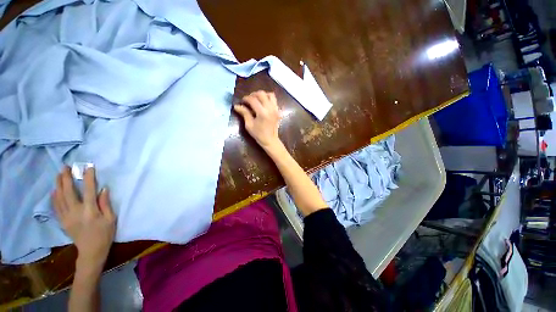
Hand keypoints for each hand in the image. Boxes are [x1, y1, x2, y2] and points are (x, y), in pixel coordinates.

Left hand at [52, 166, 115, 269]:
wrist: (91, 251)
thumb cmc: (105, 234)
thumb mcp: (111, 219)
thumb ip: (105, 204)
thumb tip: (103, 189)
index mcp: (90, 210)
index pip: (88, 190)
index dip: (88, 177)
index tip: (88, 167)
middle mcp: (75, 211)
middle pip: (68, 191)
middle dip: (66, 178)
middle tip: (65, 167)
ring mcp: (67, 216)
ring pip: (59, 197)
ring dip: (58, 185)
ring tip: (58, 175)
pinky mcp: (63, 221)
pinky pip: (56, 207)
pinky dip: (54, 197)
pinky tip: (54, 191)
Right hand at [234, 90, 280, 149]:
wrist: (270, 140)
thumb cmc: (258, 134)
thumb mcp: (249, 125)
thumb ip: (244, 113)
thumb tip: (236, 106)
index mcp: (262, 113)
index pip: (253, 100)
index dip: (246, 98)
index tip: (242, 101)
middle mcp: (270, 109)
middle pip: (262, 94)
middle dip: (253, 94)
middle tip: (248, 99)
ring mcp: (275, 109)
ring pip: (270, 94)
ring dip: (262, 95)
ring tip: (257, 100)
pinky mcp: (278, 111)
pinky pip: (274, 100)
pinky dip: (268, 99)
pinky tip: (263, 104)